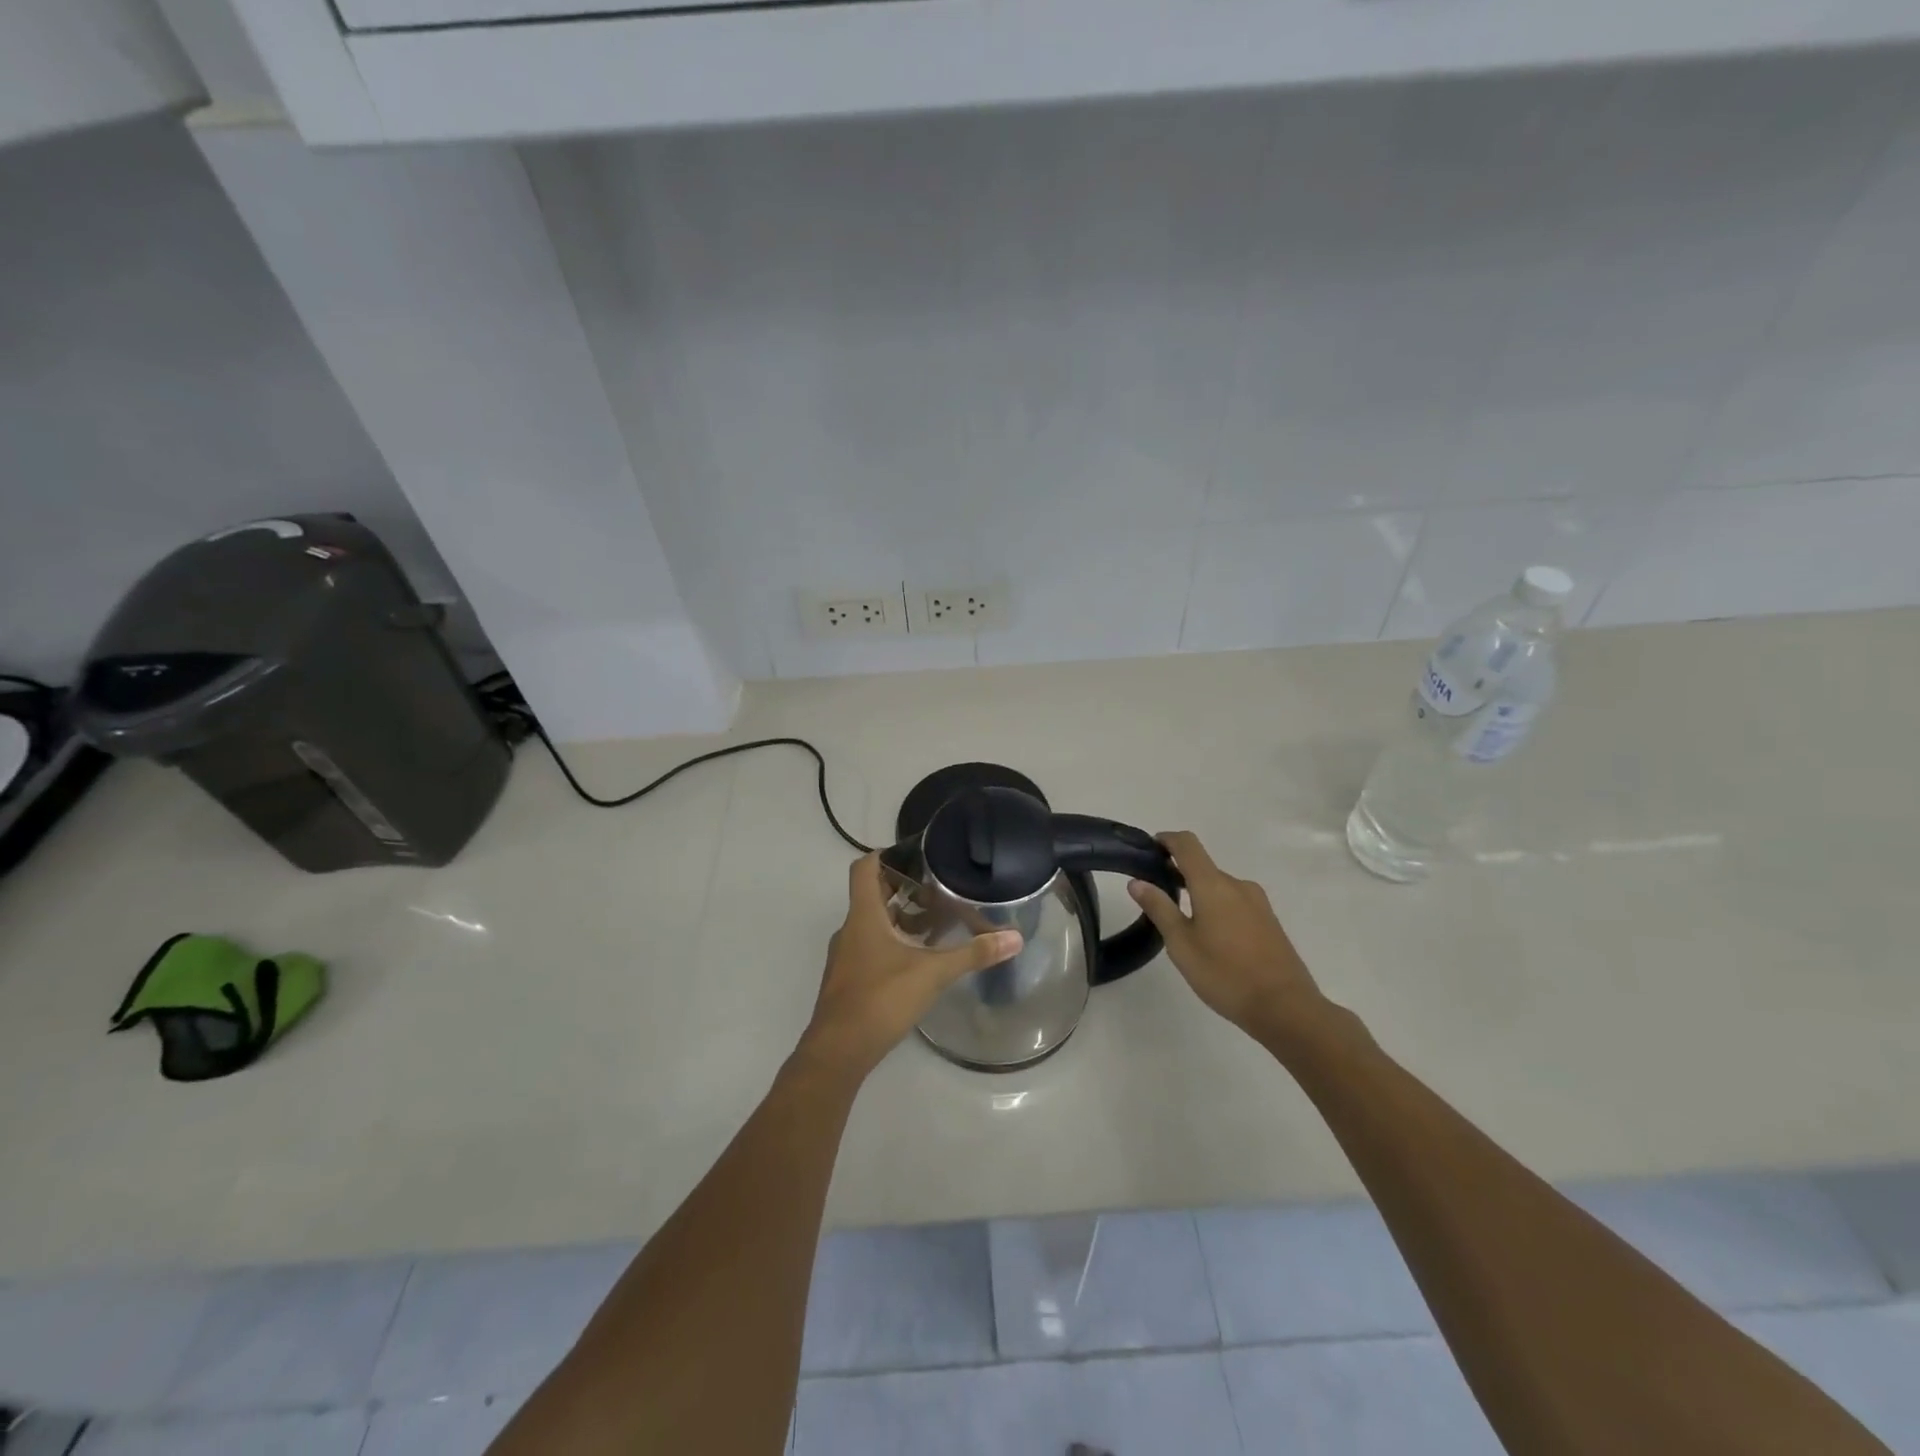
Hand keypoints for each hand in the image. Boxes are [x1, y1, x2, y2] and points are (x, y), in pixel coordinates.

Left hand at [797, 853, 1023, 1079]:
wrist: (838, 1051)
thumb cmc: (880, 999)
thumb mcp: (932, 973)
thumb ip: (973, 954)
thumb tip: (1014, 938)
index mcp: (864, 916)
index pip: (864, 868)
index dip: (885, 855)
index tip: (915, 855)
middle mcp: (850, 930)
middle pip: (872, 894)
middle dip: (903, 888)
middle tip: (937, 888)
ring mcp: (846, 956)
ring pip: (872, 924)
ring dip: (899, 918)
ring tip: (935, 923)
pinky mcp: (848, 979)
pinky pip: (870, 947)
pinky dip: (892, 943)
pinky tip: (918, 959)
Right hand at [1128, 831, 1327, 1038]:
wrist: (1286, 1008)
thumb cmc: (1225, 974)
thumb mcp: (1181, 944)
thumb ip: (1159, 908)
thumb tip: (1137, 882)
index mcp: (1213, 885)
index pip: (1187, 844)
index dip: (1166, 840)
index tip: (1148, 849)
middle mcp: (1237, 885)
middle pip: (1203, 865)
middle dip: (1178, 872)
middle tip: (1155, 895)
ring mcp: (1257, 902)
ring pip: (1219, 885)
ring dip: (1198, 891)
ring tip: (1181, 920)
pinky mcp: (1268, 920)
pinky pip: (1235, 901)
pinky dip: (1216, 905)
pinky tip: (1210, 935)